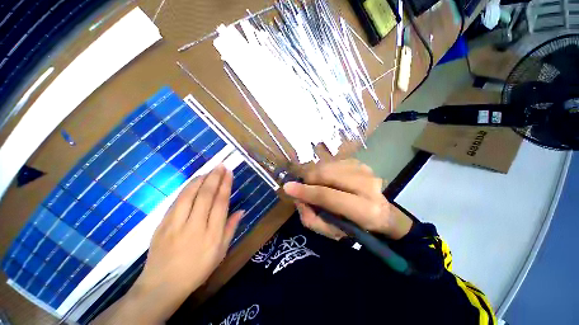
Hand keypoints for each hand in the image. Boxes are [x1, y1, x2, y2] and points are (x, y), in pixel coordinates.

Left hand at [96, 165, 242, 323]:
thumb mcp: (221, 252)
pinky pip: (176, 201)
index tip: (229, 172)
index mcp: (212, 235)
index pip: (220, 203)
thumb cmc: (197, 270)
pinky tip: (193, 182)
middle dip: (215, 177)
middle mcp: (195, 226)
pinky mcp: (162, 224)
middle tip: (221, 165)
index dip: (225, 185)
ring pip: (189, 195)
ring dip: (200, 179)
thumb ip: (231, 229)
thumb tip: (241, 210)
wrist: (162, 285)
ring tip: (209, 170)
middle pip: (206, 195)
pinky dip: (186, 188)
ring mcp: (176, 224)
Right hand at [283, 159, 412, 240]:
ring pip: (327, 165)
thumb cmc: (355, 226)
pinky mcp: (359, 162)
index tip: (287, 188)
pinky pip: (331, 162)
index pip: (328, 196)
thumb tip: (297, 198)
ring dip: (315, 174)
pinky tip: (328, 179)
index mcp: (365, 210)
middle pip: (326, 173)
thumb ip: (311, 218)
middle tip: (304, 187)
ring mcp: (364, 169)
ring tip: (317, 184)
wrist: (380, 212)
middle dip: (309, 179)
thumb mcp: (331, 232)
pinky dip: (323, 170)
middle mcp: (368, 185)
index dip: (306, 192)